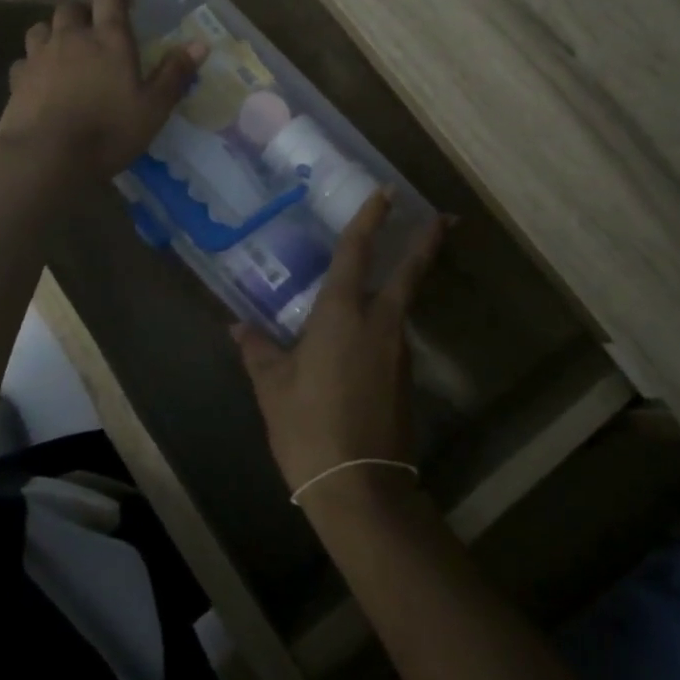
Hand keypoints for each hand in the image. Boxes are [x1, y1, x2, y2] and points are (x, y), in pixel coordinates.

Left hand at [0, 0, 204, 182]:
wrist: (47, 156)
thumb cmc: (109, 130)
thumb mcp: (154, 107)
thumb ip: (175, 73)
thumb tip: (200, 44)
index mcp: (109, 38)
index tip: (127, 4)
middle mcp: (72, 37)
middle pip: (72, 8)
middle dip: (84, 14)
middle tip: (96, 33)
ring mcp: (40, 56)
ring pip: (42, 28)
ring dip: (55, 33)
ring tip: (66, 52)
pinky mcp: (17, 79)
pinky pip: (25, 60)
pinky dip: (34, 64)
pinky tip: (41, 80)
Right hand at [233, 191, 445, 501]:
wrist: (360, 487)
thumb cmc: (308, 427)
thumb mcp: (272, 387)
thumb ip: (257, 351)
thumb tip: (236, 327)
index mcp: (342, 314)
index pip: (357, 252)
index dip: (371, 219)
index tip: (387, 192)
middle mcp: (379, 322)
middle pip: (409, 272)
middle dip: (426, 241)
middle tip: (444, 217)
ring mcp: (398, 351)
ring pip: (400, 306)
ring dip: (400, 285)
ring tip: (378, 281)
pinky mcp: (405, 378)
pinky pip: (393, 337)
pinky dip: (384, 325)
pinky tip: (361, 342)